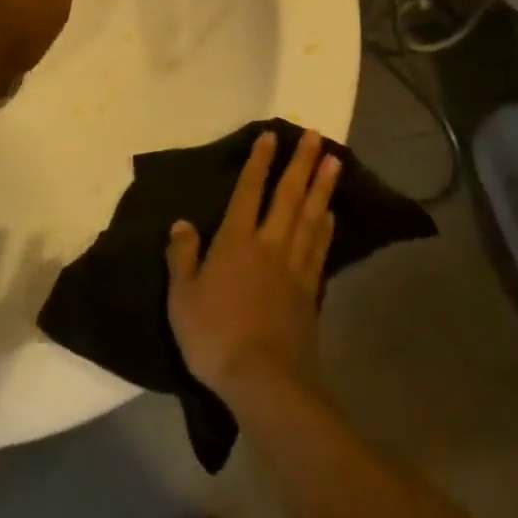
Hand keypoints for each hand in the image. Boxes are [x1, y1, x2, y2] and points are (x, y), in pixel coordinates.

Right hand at [166, 129, 340, 410]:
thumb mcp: (183, 297)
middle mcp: (269, 245)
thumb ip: (182, 257)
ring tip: (334, 163)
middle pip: (288, 196)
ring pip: (311, 218)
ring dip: (322, 188)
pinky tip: (332, 215)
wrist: (264, 381)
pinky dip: (326, 228)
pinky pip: (319, 250)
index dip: (259, 162)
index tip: (271, 136)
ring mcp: (294, 268)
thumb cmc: (215, 336)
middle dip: (301, 164)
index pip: (249, 191)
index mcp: (236, 242)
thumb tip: (182, 223)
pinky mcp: (310, 292)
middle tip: (316, 136)